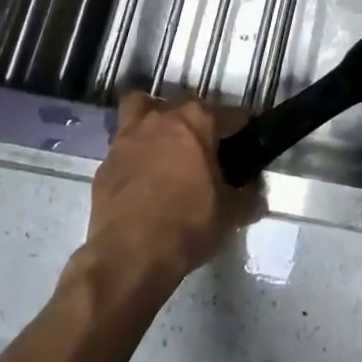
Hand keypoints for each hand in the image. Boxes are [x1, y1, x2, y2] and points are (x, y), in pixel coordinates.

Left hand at [75, 94, 263, 296]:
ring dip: (154, 119)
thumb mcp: (230, 215)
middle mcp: (162, 118)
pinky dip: (134, 155)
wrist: (128, 256)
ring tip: (165, 145)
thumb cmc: (188, 224)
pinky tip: (142, 178)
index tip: (249, 141)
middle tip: (207, 149)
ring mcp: (128, 138)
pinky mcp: (105, 165)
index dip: (244, 127)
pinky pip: (123, 148)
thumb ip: (247, 199)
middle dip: (199, 120)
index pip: (232, 114)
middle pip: (187, 105)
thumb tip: (257, 197)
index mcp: (198, 121)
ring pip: (141, 108)